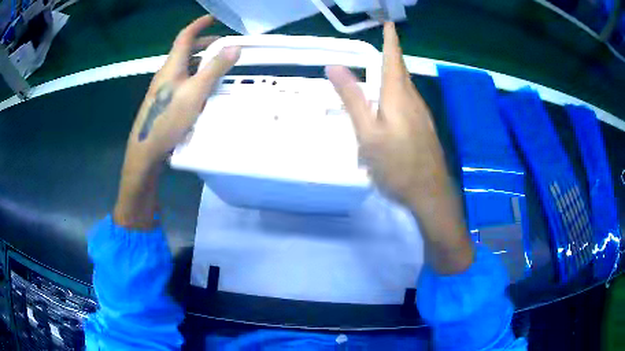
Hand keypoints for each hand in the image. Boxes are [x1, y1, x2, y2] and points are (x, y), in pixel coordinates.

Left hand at [125, 15, 239, 168]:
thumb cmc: (169, 119)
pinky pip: (181, 81)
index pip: (185, 36)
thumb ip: (215, 68)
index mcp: (172, 65)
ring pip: (183, 67)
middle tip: (221, 45)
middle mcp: (166, 73)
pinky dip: (194, 77)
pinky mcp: (164, 102)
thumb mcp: (196, 91)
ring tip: (216, 65)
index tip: (213, 18)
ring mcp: (163, 88)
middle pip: (185, 51)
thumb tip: (234, 47)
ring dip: (200, 61)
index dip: (199, 24)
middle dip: (203, 43)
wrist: (146, 150)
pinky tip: (202, 89)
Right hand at [326, 23, 472, 273]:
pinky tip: (391, 105)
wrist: (430, 193)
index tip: (389, 23)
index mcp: (398, 97)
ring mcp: (422, 116)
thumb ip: (352, 99)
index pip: (393, 59)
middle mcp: (413, 101)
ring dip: (395, 74)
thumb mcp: (367, 133)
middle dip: (392, 55)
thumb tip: (334, 66)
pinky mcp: (424, 129)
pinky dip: (398, 93)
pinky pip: (409, 103)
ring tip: (383, 68)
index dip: (391, 40)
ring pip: (406, 88)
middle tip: (384, 43)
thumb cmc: (397, 165)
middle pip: (401, 72)